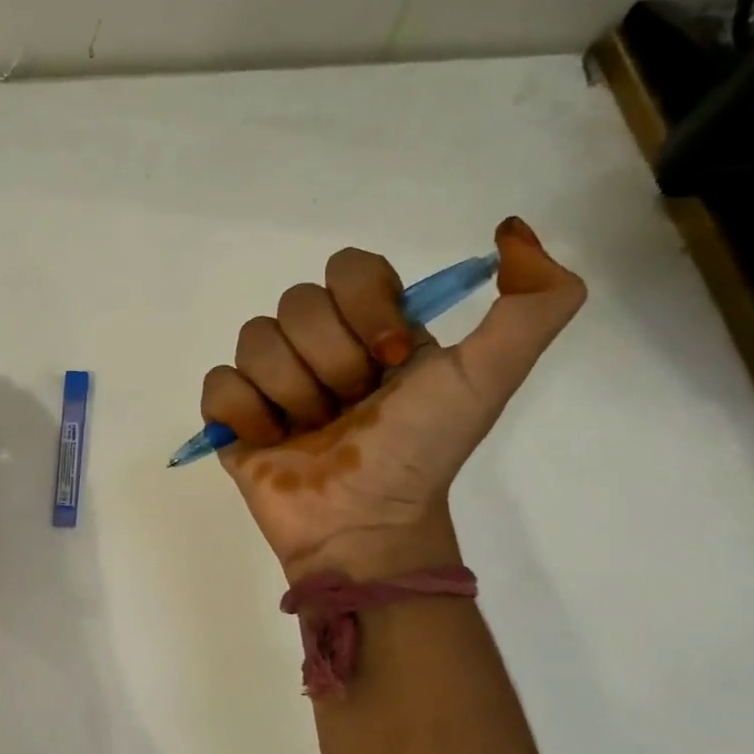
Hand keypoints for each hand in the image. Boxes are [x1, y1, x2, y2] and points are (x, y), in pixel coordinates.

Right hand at [200, 217, 585, 578]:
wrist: (365, 525)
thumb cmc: (419, 452)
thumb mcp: (488, 378)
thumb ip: (534, 304)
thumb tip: (512, 229)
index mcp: (373, 328)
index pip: (348, 268)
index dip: (363, 308)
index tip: (387, 360)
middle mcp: (320, 345)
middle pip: (296, 303)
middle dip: (330, 363)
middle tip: (350, 409)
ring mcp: (272, 380)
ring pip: (254, 339)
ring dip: (291, 393)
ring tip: (312, 431)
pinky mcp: (234, 415)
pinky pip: (219, 383)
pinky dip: (246, 414)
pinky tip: (272, 441)